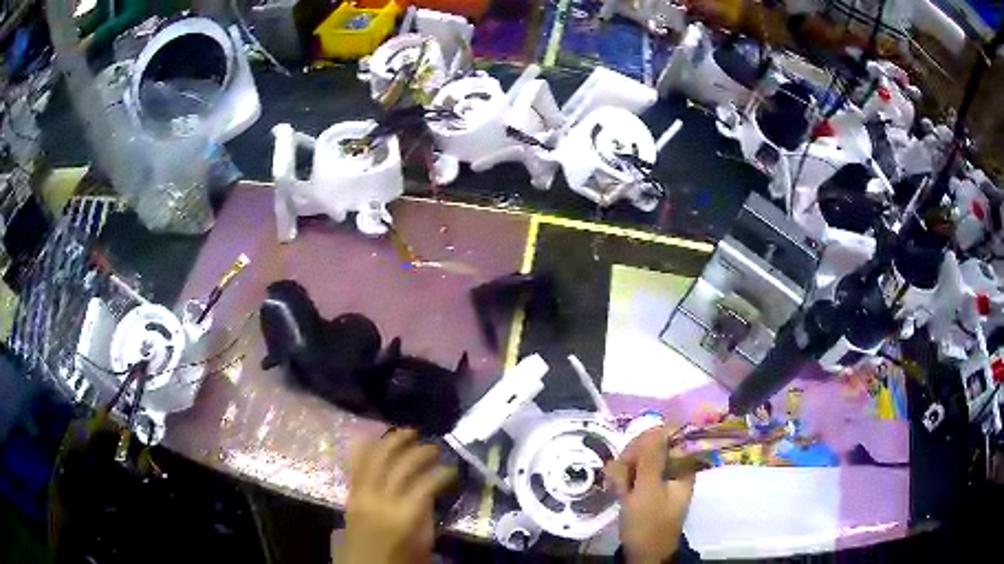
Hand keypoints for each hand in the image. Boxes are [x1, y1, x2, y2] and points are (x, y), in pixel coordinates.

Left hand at [341, 429, 456, 563]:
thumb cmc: (401, 560)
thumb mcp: (424, 540)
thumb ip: (426, 511)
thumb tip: (432, 488)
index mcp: (405, 515)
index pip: (426, 482)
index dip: (443, 472)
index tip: (452, 469)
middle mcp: (381, 499)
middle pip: (400, 464)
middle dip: (419, 451)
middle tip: (434, 446)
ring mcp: (362, 494)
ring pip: (375, 457)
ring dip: (392, 441)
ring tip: (408, 433)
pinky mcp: (350, 494)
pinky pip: (356, 464)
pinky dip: (367, 448)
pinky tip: (377, 438)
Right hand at [605, 426, 695, 563]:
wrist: (643, 554)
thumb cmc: (649, 524)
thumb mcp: (648, 491)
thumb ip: (651, 459)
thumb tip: (657, 427)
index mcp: (683, 466)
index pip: (669, 435)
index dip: (649, 440)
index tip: (633, 455)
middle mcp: (674, 467)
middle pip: (652, 445)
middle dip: (632, 458)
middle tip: (622, 477)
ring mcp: (660, 477)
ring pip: (639, 458)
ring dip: (624, 470)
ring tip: (618, 489)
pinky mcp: (647, 487)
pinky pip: (633, 472)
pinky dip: (623, 479)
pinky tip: (616, 490)